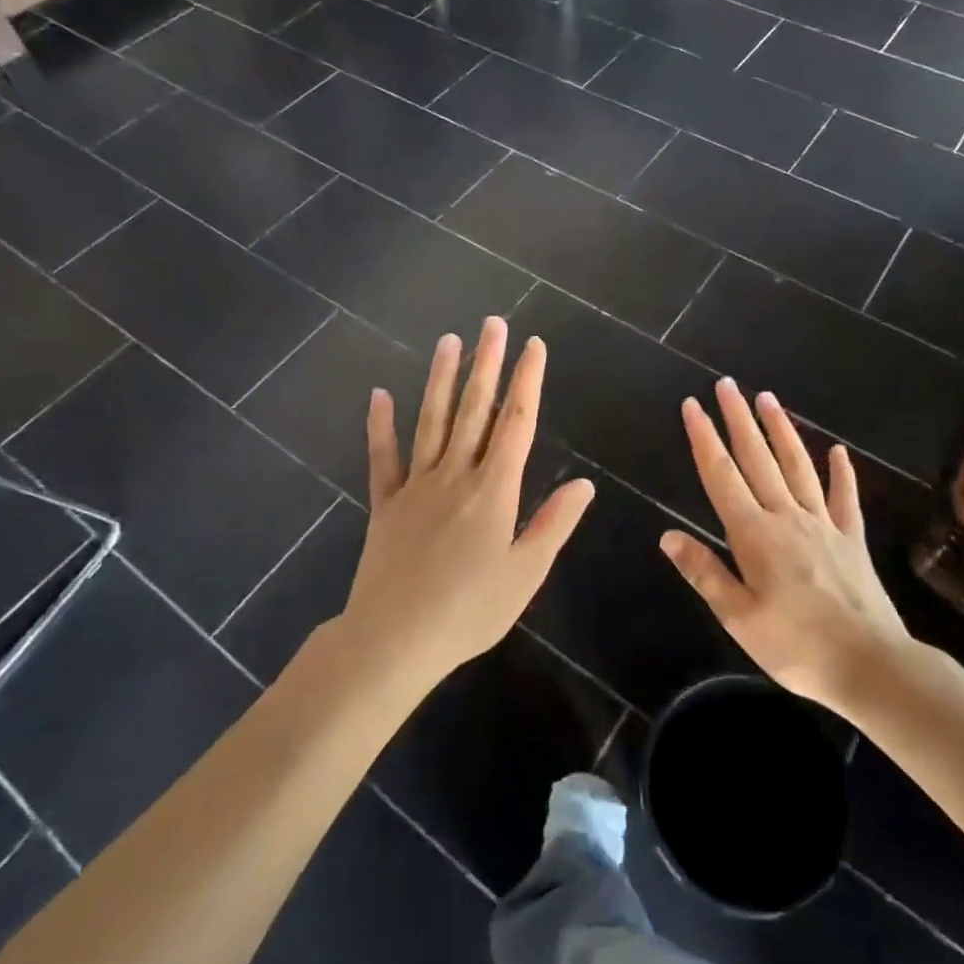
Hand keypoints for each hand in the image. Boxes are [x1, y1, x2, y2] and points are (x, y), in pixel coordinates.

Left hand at [338, 317, 594, 689]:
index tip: (534, 345)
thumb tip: (584, 483)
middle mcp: (455, 475)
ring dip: (441, 378)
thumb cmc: (469, 611)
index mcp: (493, 490)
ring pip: (430, 420)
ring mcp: (416, 485)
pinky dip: (381, 425)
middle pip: (474, 409)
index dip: (527, 381)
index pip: (516, 423)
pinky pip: (383, 457)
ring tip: (449, 341)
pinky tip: (380, 395)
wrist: (394, 640)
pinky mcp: (385, 503)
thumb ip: (553, 524)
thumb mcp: (525, 574)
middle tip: (492, 323)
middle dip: (486, 364)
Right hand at [660, 379, 911, 714]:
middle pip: (758, 458)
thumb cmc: (796, 646)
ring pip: (798, 466)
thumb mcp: (738, 618)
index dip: (704, 439)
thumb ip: (704, 572)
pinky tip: (838, 452)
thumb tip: (667, 535)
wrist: (872, 666)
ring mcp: (823, 524)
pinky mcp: (852, 539)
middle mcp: (787, 517)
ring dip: (781, 430)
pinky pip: (845, 498)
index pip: (721, 476)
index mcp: (755, 534)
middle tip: (727, 384)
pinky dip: (841, 473)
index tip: (693, 406)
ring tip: (767, 398)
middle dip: (739, 419)